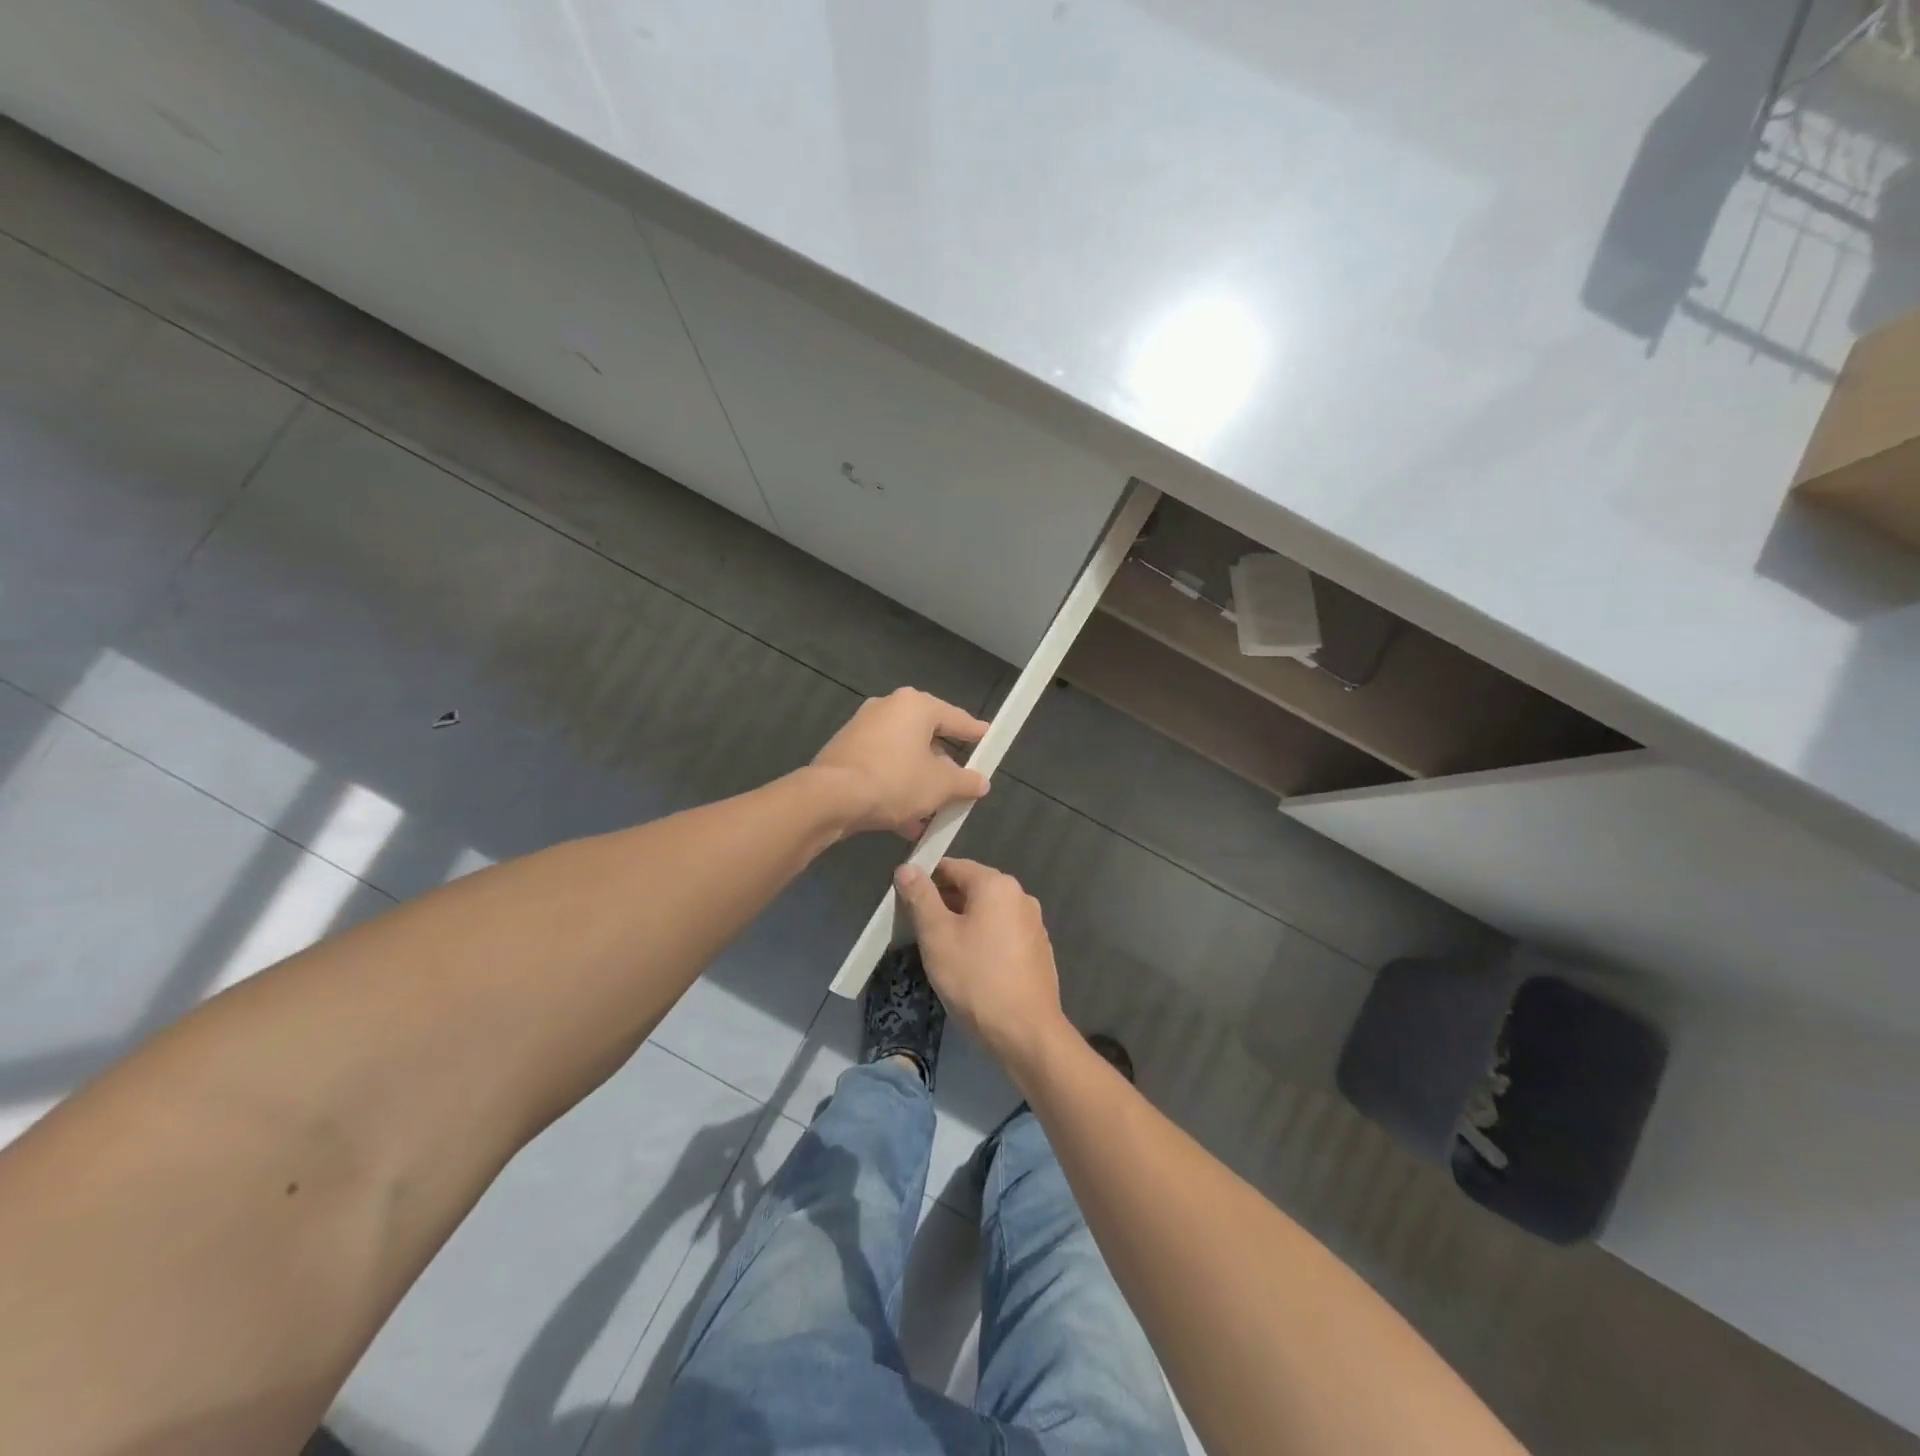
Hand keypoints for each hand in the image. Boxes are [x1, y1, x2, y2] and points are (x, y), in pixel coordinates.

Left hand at [811, 688, 989, 837]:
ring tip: (935, 813)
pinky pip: (883, 768)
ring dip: (920, 783)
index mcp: (915, 706)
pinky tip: (907, 822)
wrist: (832, 798)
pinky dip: (897, 788)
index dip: (975, 732)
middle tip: (961, 784)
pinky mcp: (846, 752)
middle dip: (944, 766)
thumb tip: (981, 782)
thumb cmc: (895, 781)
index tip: (989, 738)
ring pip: (904, 757)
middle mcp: (888, 709)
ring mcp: (863, 729)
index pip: (955, 717)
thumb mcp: (940, 785)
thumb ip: (965, 781)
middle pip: (927, 737)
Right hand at [893, 858, 1069, 1075]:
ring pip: (988, 913)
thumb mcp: (937, 936)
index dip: (925, 879)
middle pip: (972, 888)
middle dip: (943, 902)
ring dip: (963, 922)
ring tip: (940, 949)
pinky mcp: (1038, 950)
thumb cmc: (975, 979)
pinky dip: (983, 939)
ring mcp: (1034, 924)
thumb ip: (921, 898)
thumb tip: (907, 868)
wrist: (1026, 1033)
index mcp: (997, 885)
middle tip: (916, 928)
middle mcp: (1020, 896)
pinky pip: (1002, 933)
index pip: (953, 866)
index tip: (904, 901)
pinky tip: (969, 966)